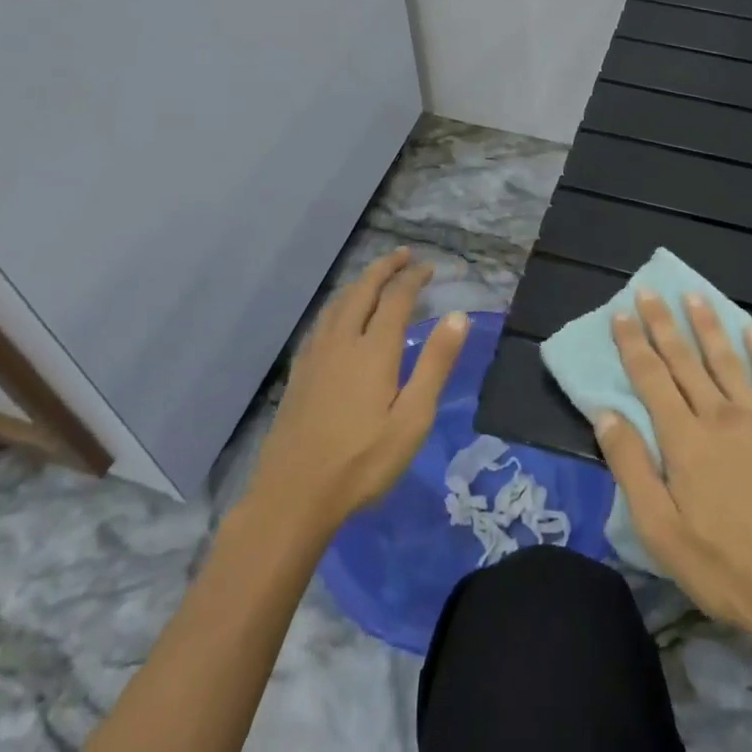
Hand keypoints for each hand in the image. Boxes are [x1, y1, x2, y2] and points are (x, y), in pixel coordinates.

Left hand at [251, 248, 469, 529]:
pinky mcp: (300, 372)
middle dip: (385, 268)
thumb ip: (435, 364)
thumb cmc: (362, 462)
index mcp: (374, 348)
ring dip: (360, 282)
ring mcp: (316, 355)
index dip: (414, 277)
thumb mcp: (413, 419)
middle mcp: (343, 340)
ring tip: (375, 277)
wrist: (292, 497)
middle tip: (404, 255)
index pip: (397, 297)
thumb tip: (459, 315)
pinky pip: (322, 321)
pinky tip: (339, 317)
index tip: (429, 267)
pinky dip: (339, 304)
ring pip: (339, 302)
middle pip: (363, 289)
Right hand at [594, 289, 751, 651]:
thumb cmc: (724, 566)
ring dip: (708, 326)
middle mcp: (719, 416)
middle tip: (650, 290)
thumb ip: (631, 467)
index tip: (621, 312)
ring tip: (695, 295)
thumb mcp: (661, 531)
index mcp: (684, 439)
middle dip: (664, 323)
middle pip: (685, 360)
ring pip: (727, 360)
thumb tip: (605, 414)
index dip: (633, 343)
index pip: (651, 378)